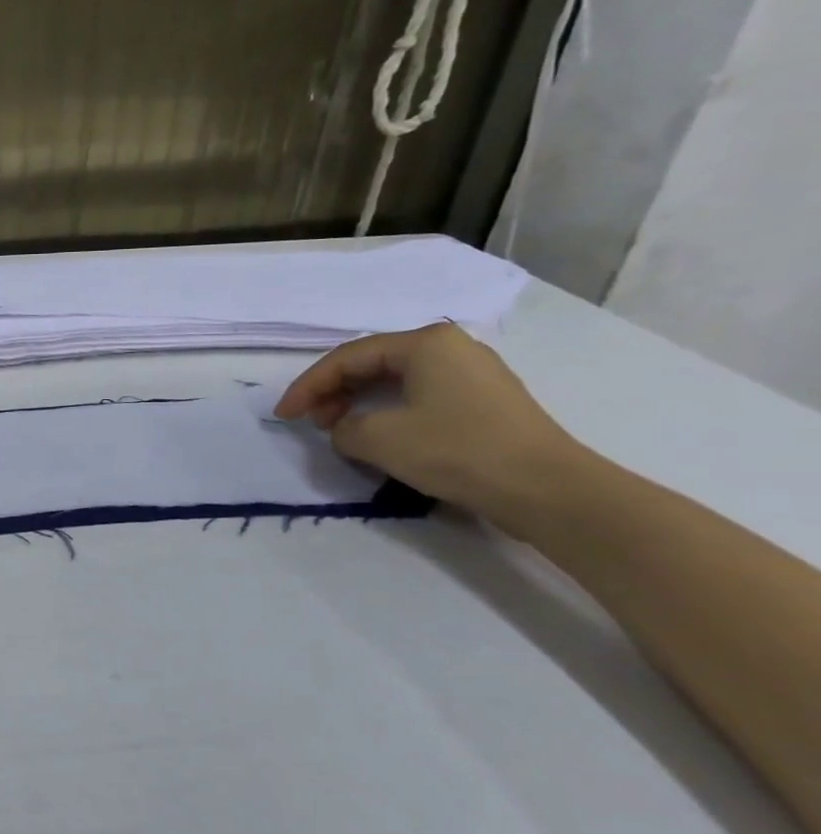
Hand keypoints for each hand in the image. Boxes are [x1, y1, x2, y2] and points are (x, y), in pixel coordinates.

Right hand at [274, 323, 585, 527]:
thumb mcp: (379, 439)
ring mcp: (474, 374)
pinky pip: (422, 397)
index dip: (308, 386)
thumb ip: (344, 428)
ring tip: (339, 430)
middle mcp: (451, 348)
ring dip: (360, 403)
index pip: (347, 358)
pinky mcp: (487, 403)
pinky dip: (390, 411)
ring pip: (397, 381)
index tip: (283, 415)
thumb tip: (347, 430)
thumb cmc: (457, 451)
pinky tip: (380, 435)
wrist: (549, 490)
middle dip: (334, 392)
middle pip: (372, 364)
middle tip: (311, 421)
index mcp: (425, 343)